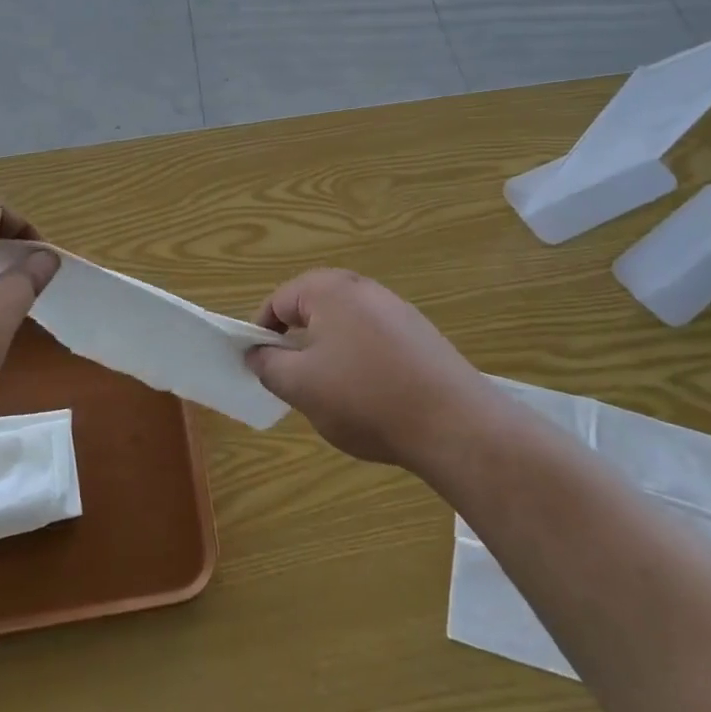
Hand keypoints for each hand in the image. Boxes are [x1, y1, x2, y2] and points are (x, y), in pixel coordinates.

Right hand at [245, 269, 482, 467]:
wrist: (454, 424)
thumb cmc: (365, 398)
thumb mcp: (300, 386)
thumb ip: (268, 365)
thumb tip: (256, 353)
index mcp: (328, 289)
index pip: (278, 301)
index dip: (261, 333)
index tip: (261, 366)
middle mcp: (363, 287)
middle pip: (313, 308)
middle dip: (298, 342)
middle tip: (295, 380)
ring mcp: (396, 309)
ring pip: (344, 325)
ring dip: (329, 352)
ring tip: (333, 393)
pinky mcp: (420, 334)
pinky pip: (374, 339)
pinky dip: (361, 360)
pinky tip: (371, 395)